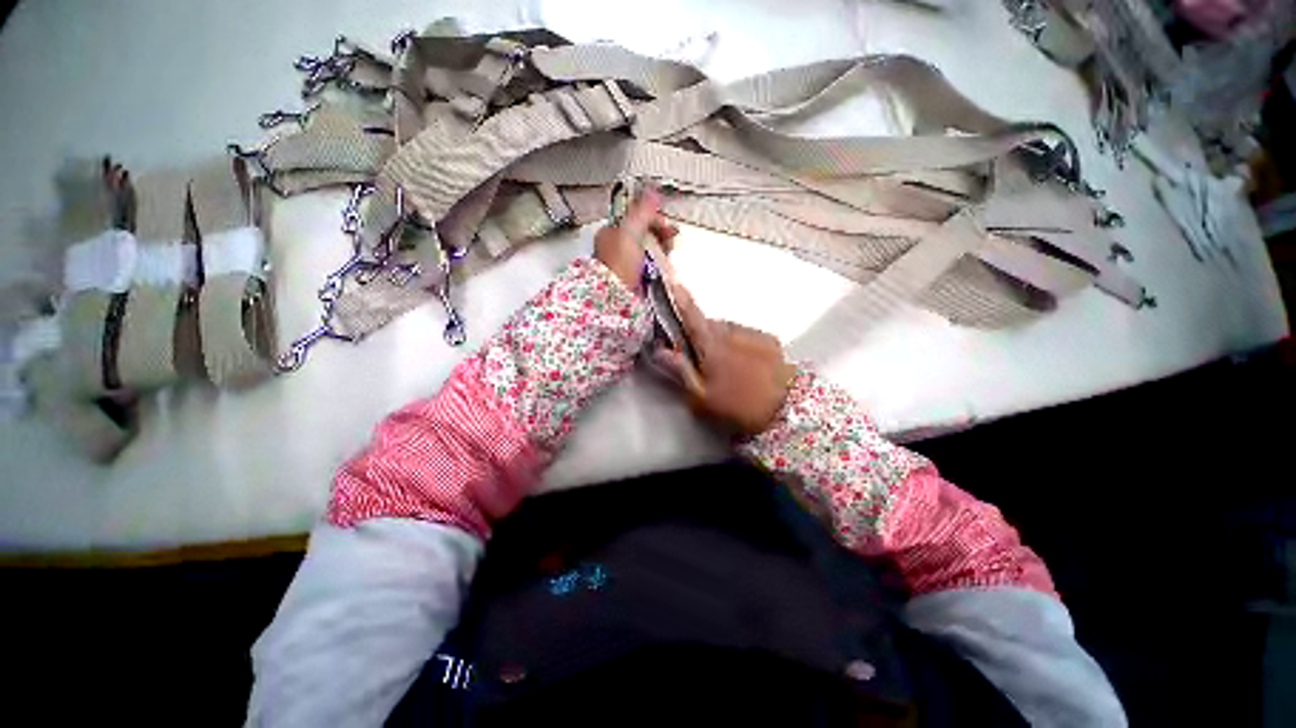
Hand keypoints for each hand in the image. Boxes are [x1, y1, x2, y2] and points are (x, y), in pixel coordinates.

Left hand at [593, 187, 678, 291]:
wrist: (616, 296)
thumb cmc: (618, 264)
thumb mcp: (630, 231)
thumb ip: (642, 211)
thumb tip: (652, 191)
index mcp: (612, 232)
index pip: (636, 218)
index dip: (653, 219)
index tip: (665, 224)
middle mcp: (618, 247)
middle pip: (645, 234)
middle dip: (660, 234)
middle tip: (671, 238)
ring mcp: (628, 264)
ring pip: (650, 250)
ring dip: (663, 249)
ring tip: (669, 252)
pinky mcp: (637, 278)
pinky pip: (652, 266)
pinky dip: (661, 264)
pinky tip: (666, 265)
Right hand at [652, 283, 796, 436]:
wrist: (789, 408)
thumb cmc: (739, 406)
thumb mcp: (703, 398)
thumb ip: (681, 371)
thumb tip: (660, 351)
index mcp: (712, 346)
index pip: (691, 315)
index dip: (680, 297)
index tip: (672, 279)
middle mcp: (732, 332)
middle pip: (709, 325)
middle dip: (700, 334)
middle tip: (698, 357)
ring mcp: (753, 334)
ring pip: (728, 330)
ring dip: (721, 340)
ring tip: (725, 365)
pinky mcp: (770, 340)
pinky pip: (746, 335)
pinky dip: (739, 343)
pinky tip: (745, 364)